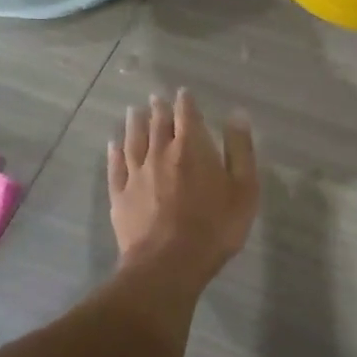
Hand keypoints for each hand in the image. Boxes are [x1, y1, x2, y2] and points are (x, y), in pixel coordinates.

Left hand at [108, 90, 258, 287]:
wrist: (168, 264)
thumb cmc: (214, 227)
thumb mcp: (243, 189)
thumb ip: (240, 149)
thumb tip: (236, 114)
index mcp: (191, 147)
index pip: (187, 115)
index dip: (185, 102)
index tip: (183, 93)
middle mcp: (160, 153)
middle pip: (157, 124)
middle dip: (158, 109)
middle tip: (155, 98)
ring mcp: (136, 174)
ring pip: (133, 141)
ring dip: (134, 124)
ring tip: (132, 111)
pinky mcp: (120, 195)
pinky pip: (115, 167)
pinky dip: (114, 152)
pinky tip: (113, 145)